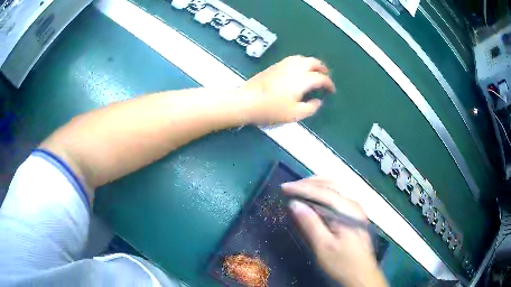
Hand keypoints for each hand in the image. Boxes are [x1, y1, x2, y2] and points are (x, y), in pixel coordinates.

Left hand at [241, 55, 335, 124]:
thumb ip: (310, 108)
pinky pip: (293, 59)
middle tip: (325, 76)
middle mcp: (295, 67)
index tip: (331, 90)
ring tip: (314, 72)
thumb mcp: (295, 114)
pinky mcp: (274, 65)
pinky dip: (301, 62)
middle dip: (322, 68)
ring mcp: (283, 64)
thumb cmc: (272, 109)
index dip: (329, 83)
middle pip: (313, 62)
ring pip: (302, 58)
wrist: (247, 100)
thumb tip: (318, 101)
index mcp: (303, 79)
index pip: (321, 78)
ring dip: (312, 63)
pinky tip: (298, 70)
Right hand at [282, 177, 387, 286]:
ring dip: (317, 184)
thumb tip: (294, 204)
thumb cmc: (342, 263)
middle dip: (309, 182)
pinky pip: (338, 193)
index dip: (302, 188)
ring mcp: (356, 208)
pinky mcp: (355, 214)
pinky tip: (316, 196)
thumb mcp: (323, 247)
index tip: (284, 187)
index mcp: (348, 210)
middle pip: (331, 183)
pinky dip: (324, 190)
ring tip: (300, 188)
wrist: (362, 274)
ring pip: (336, 186)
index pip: (322, 192)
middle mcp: (354, 204)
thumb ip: (310, 223)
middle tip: (290, 186)